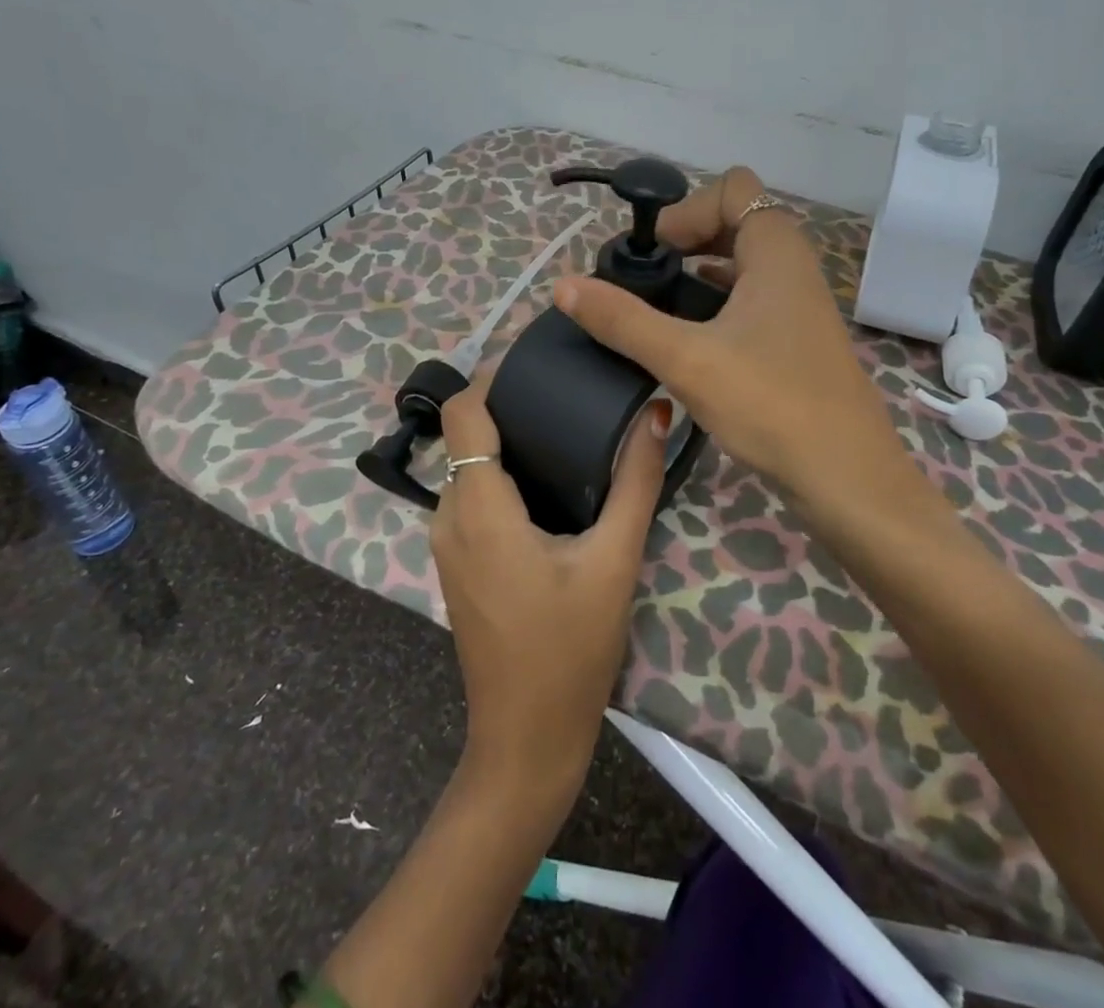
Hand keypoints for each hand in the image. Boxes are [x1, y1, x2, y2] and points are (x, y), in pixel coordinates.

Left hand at [431, 382, 670, 801]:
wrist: (526, 741)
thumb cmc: (570, 650)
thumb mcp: (614, 560)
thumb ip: (635, 482)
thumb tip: (656, 414)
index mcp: (479, 507)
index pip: (463, 413)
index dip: (493, 377)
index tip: (540, 363)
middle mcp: (449, 516)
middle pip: (466, 434)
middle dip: (508, 405)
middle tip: (567, 391)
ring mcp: (447, 544)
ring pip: (467, 466)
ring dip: (506, 441)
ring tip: (564, 427)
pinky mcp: (457, 564)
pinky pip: (470, 496)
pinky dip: (500, 475)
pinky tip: (549, 480)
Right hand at [555, 166, 916, 517]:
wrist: (846, 477)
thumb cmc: (771, 404)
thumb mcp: (686, 359)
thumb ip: (623, 320)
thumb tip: (564, 286)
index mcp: (777, 250)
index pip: (732, 189)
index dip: (686, 209)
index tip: (653, 253)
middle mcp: (794, 267)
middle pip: (736, 222)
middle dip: (688, 238)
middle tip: (647, 277)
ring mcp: (800, 305)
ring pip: (744, 264)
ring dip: (701, 272)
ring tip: (659, 306)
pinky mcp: (797, 340)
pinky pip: (752, 299)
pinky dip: (718, 303)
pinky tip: (691, 339)